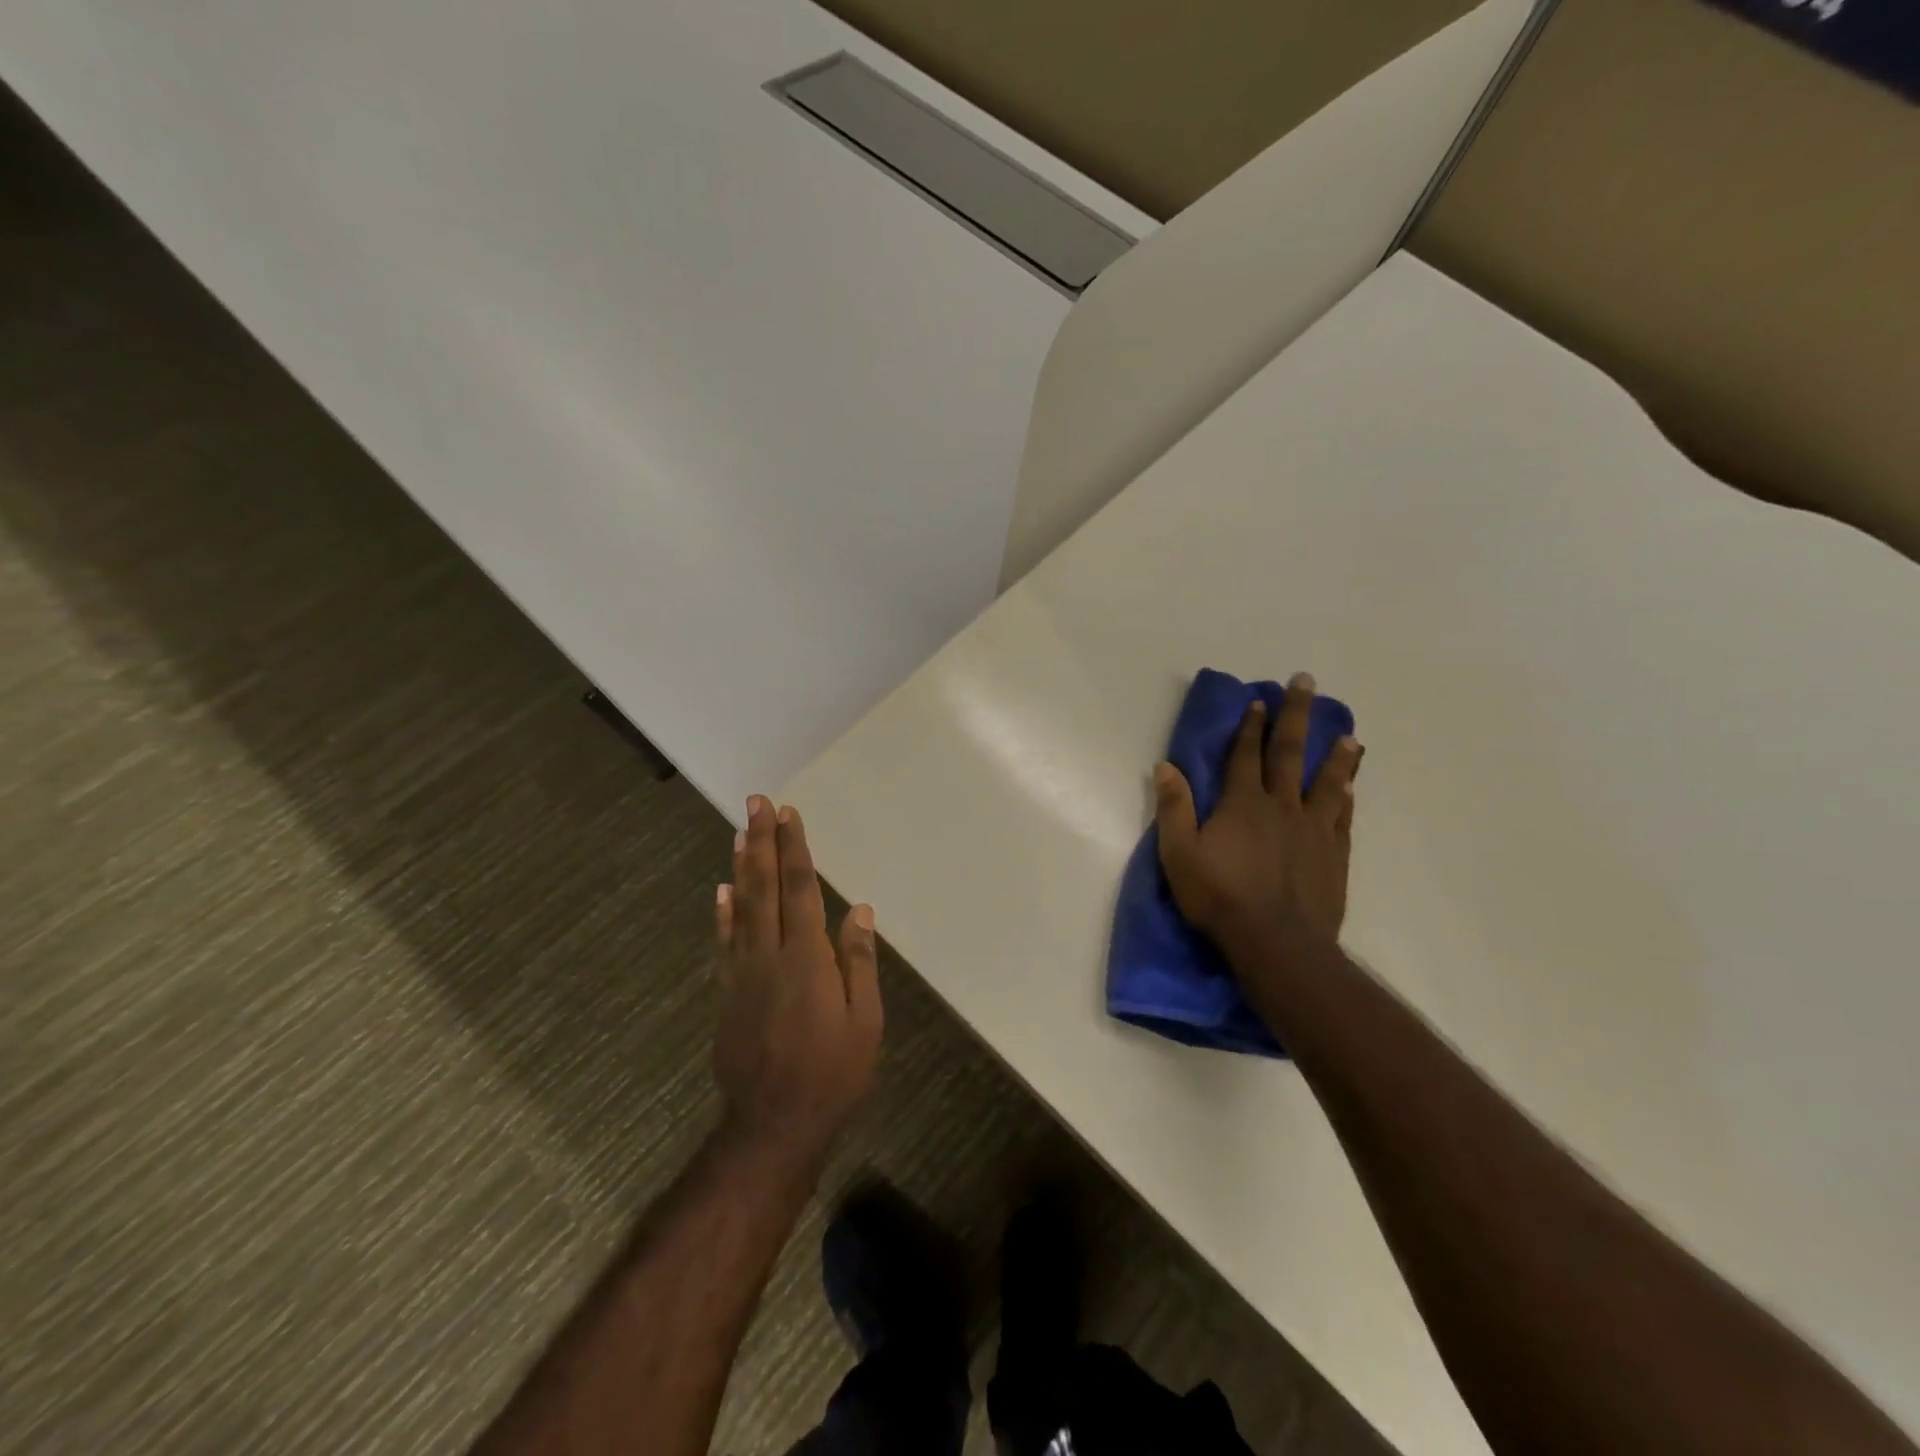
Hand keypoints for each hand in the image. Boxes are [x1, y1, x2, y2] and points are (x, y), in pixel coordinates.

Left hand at [713, 796, 882, 1173]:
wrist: (772, 1124)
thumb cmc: (832, 1073)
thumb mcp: (865, 1021)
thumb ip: (859, 962)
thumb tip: (859, 910)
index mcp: (806, 958)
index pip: (800, 889)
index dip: (794, 849)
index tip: (787, 814)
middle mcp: (769, 955)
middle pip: (765, 887)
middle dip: (762, 842)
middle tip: (756, 804)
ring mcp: (741, 973)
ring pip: (740, 908)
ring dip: (741, 867)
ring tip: (740, 833)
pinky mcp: (726, 993)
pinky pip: (723, 942)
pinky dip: (722, 913)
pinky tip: (721, 892)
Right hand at [1154, 673, 1361, 959]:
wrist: (1277, 943)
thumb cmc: (1220, 896)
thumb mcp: (1179, 853)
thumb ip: (1173, 808)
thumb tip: (1166, 766)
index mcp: (1243, 803)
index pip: (1246, 755)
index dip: (1251, 726)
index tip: (1260, 700)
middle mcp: (1281, 807)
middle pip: (1290, 753)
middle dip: (1296, 717)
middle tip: (1307, 684)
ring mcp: (1313, 830)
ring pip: (1327, 783)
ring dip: (1337, 756)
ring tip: (1350, 734)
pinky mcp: (1333, 855)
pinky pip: (1342, 819)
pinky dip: (1346, 798)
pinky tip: (1351, 788)